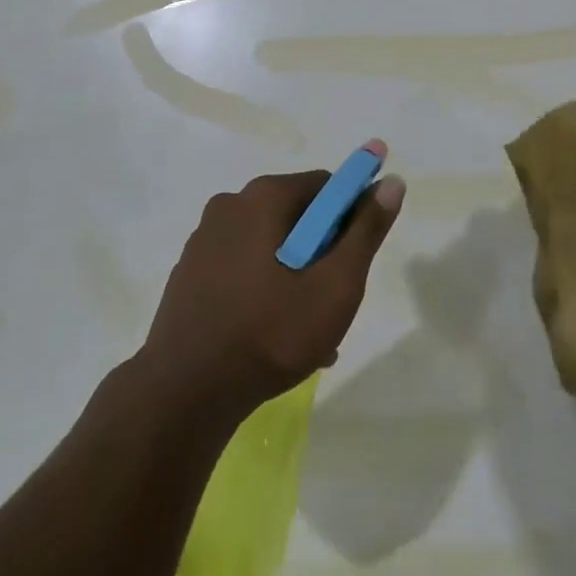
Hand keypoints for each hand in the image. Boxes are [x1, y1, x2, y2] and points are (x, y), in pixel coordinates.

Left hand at [138, 168, 404, 419]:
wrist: (184, 393)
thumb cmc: (270, 333)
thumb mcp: (335, 285)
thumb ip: (366, 231)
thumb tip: (391, 182)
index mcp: (263, 196)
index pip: (326, 186)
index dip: (350, 218)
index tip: (355, 261)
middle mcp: (230, 205)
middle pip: (296, 216)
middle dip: (322, 253)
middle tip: (333, 302)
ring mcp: (204, 239)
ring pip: (270, 246)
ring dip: (295, 277)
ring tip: (307, 334)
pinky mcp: (190, 272)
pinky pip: (242, 268)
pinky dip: (264, 289)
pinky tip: (272, 337)